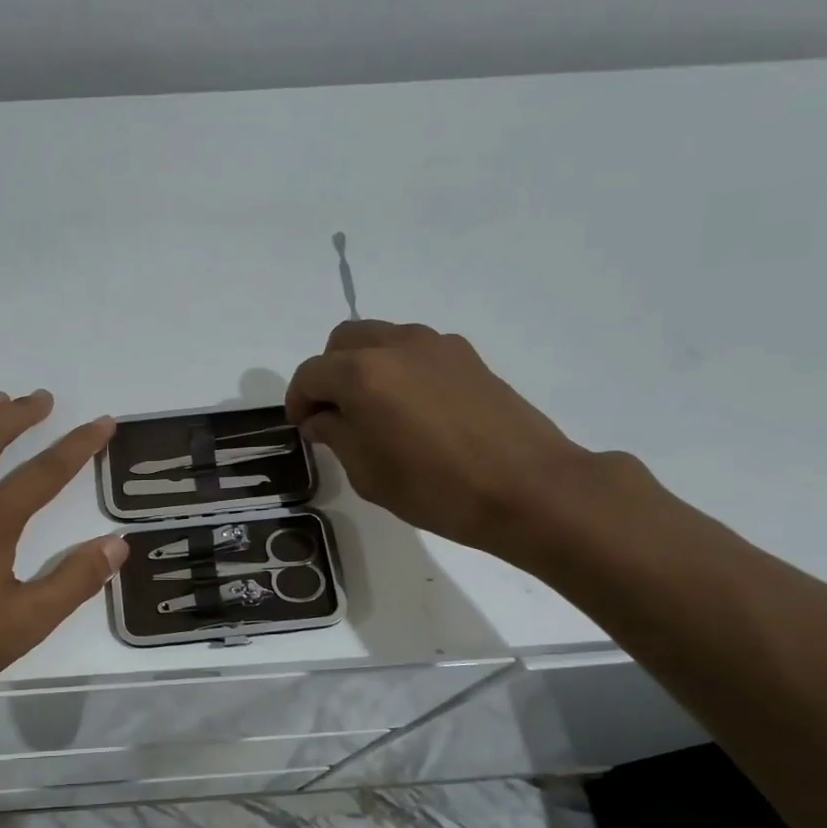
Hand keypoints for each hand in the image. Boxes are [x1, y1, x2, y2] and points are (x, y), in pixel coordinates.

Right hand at [285, 321, 600, 558]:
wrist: (529, 488)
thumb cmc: (437, 488)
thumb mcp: (368, 473)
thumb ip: (336, 434)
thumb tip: (322, 417)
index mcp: (362, 374)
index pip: (310, 374)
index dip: (297, 400)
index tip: (303, 427)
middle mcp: (396, 345)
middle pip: (343, 341)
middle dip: (328, 373)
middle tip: (333, 413)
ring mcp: (436, 345)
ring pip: (380, 339)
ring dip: (363, 366)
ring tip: (374, 411)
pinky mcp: (467, 356)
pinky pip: (414, 350)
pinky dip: (398, 368)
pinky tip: (413, 409)